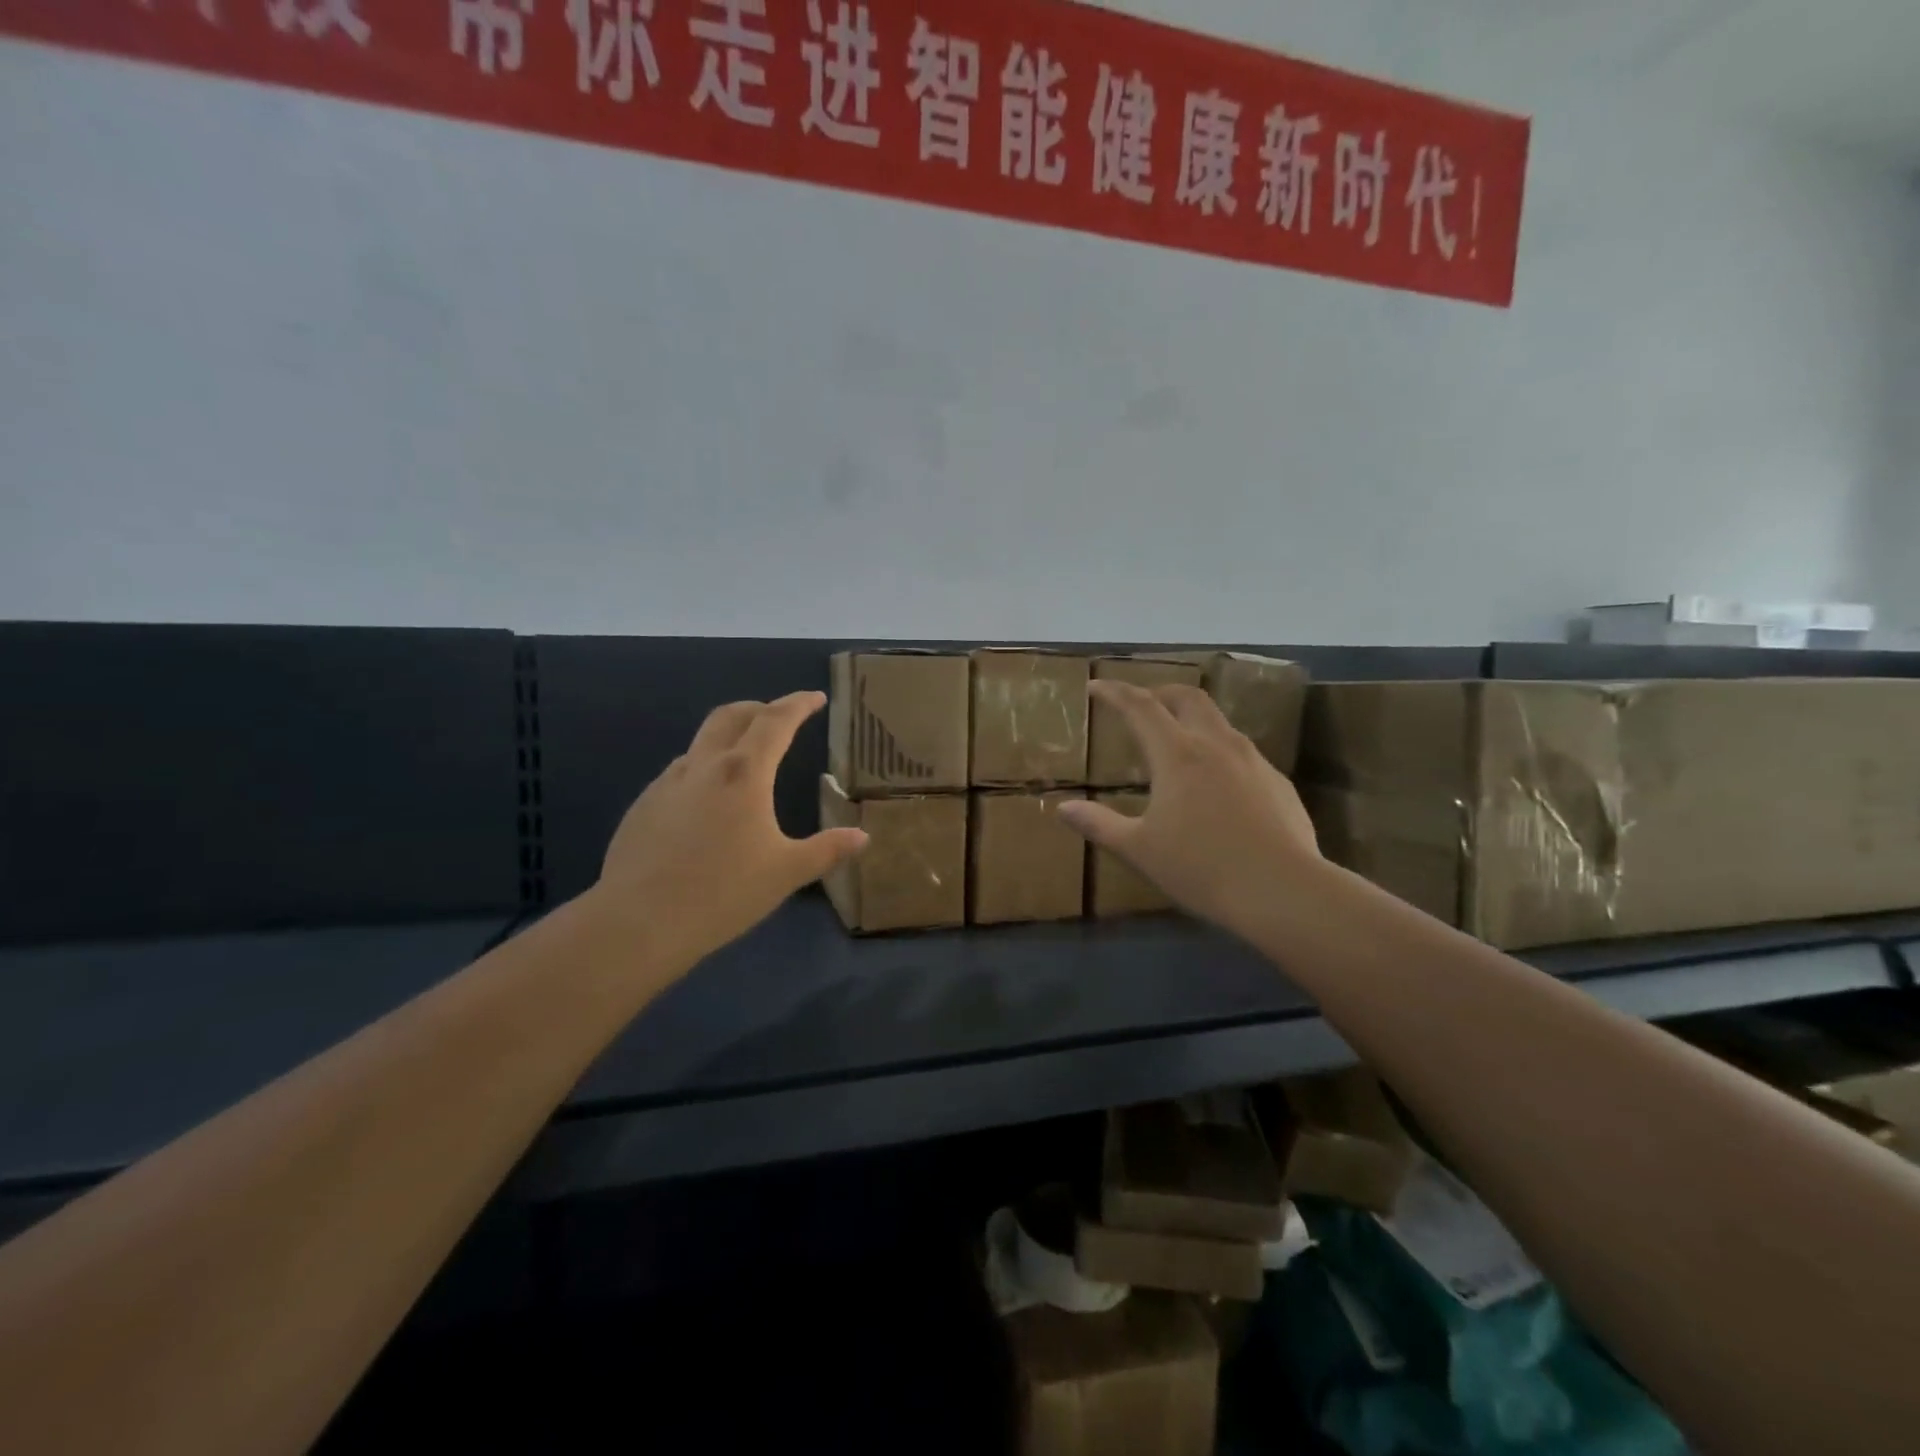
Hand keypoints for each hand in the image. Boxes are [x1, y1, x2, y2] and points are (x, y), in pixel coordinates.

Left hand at [591, 691, 867, 969]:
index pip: (775, 721)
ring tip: (746, 761)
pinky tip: (708, 803)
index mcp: (744, 773)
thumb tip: (862, 837)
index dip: (798, 704)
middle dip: (760, 708)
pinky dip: (704, 768)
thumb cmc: (723, 892)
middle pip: (732, 716)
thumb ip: (827, 850)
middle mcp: (704, 766)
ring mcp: (667, 783)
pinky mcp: (644, 805)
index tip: (816, 698)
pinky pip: (681, 772)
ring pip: (702, 742)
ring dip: (729, 738)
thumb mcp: (786, 873)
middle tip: (780, 717)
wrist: (639, 922)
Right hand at [1058, 682, 1320, 937]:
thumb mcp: (1140, 850)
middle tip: (1141, 705)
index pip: (1140, 707)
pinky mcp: (1278, 782)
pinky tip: (1218, 785)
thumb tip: (1063, 809)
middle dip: (1160, 692)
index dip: (1115, 692)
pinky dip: (1219, 752)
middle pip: (1187, 698)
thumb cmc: (1202, 868)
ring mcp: (1253, 761)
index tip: (1096, 686)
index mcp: (1177, 754)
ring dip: (1193, 720)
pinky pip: (1242, 753)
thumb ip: (1100, 825)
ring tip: (1178, 743)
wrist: (1284, 891)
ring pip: (1219, 722)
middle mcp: (1216, 745)